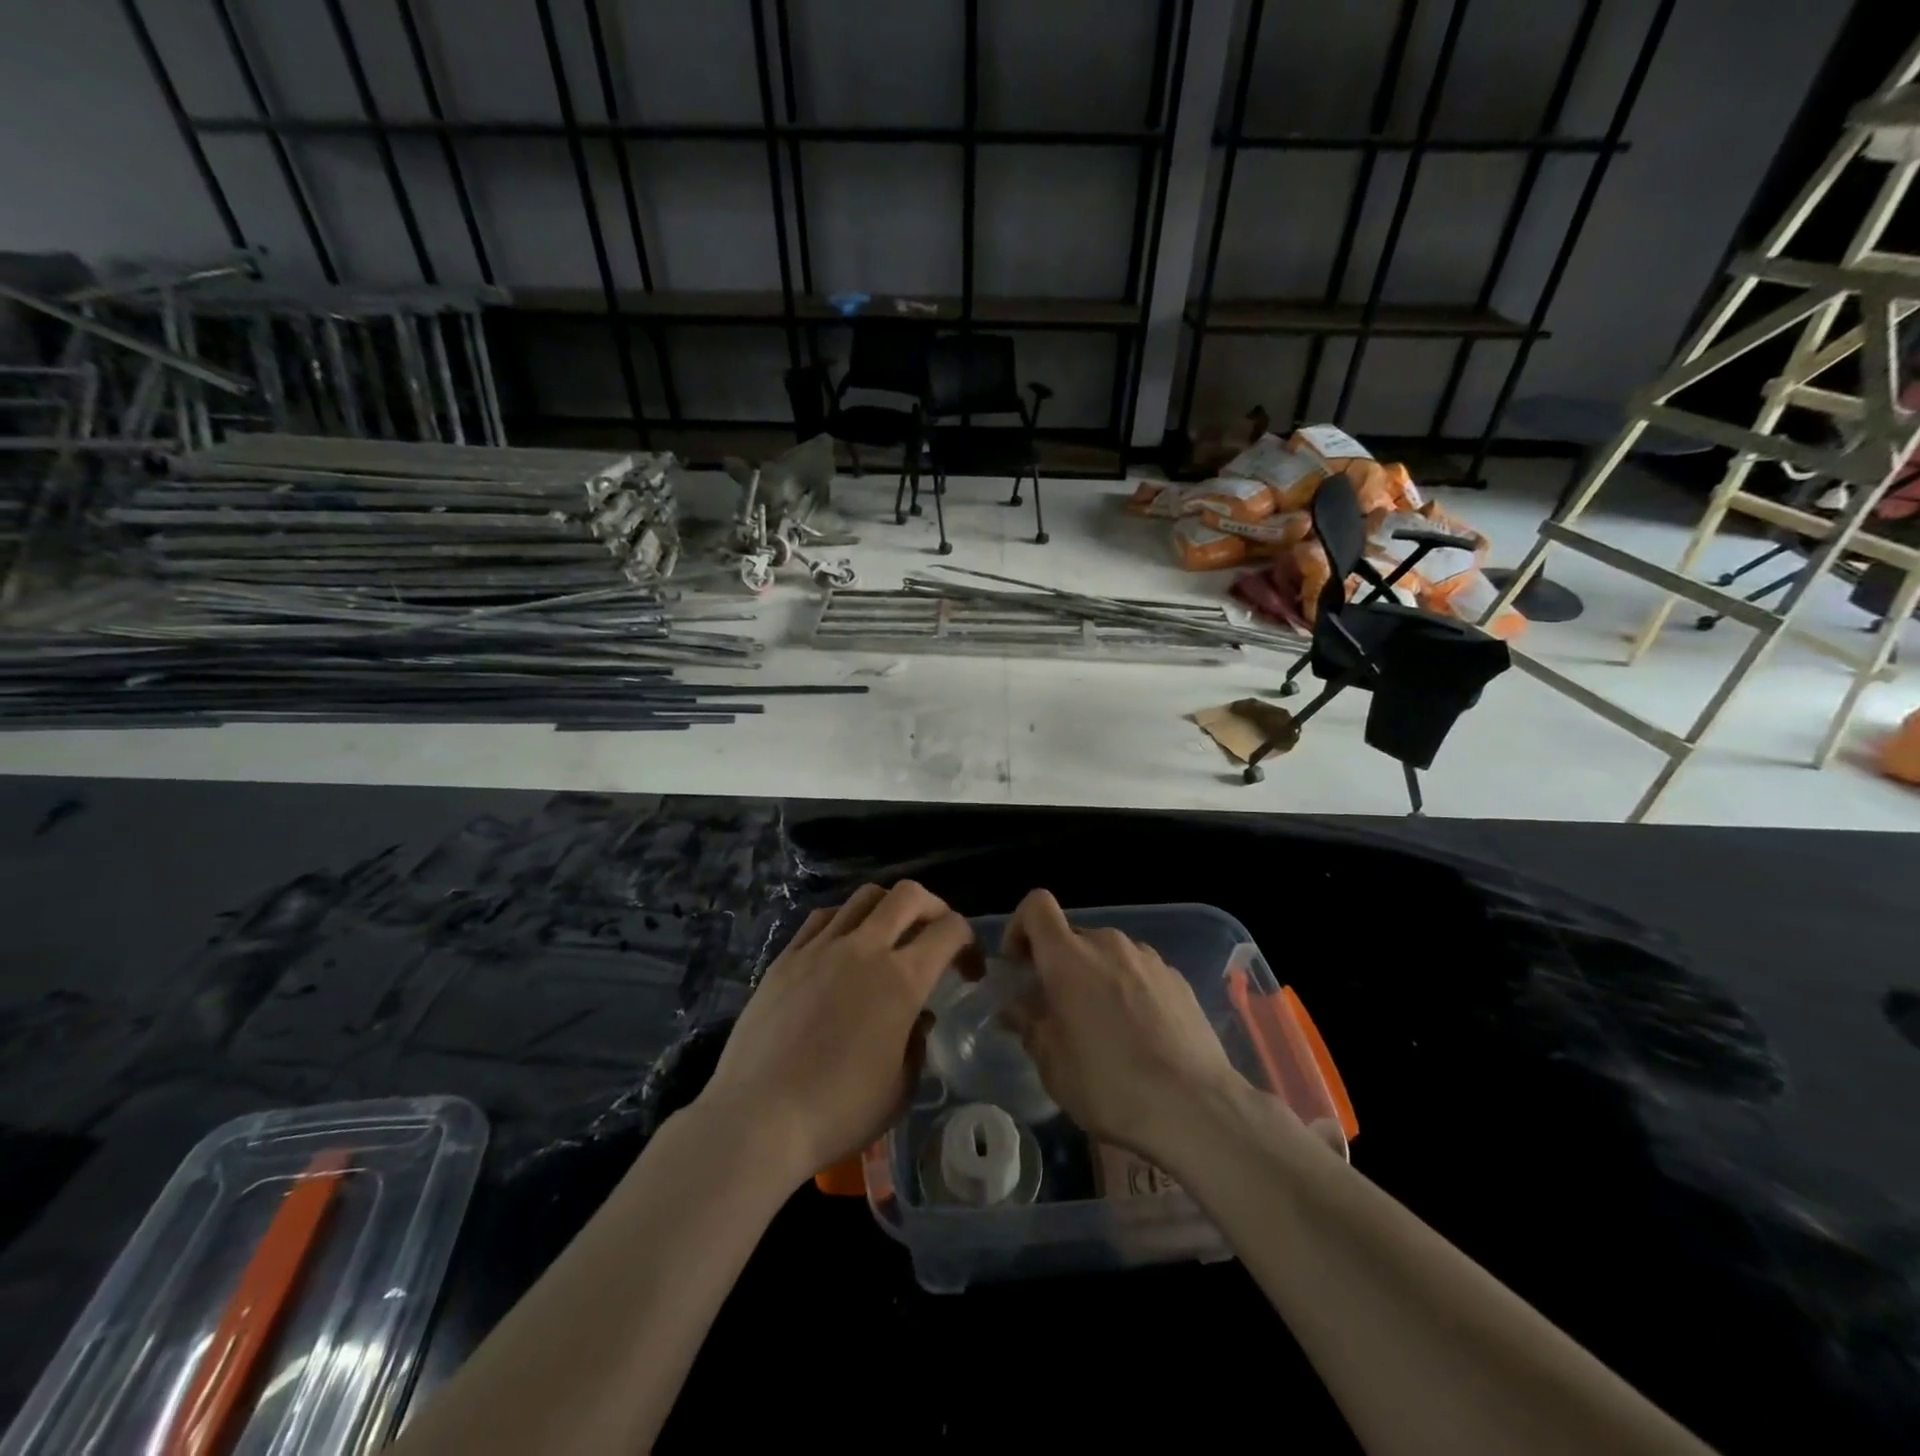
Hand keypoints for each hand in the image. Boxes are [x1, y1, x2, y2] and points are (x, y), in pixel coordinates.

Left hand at [696, 882, 972, 1187]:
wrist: (758, 1118)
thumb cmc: (838, 1112)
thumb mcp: (899, 1089)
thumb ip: (917, 1044)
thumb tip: (918, 1018)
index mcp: (902, 980)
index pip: (950, 930)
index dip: (969, 943)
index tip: (968, 972)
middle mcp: (865, 949)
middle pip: (909, 895)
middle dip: (934, 908)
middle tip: (935, 937)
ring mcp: (821, 947)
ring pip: (864, 897)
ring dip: (888, 908)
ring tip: (889, 938)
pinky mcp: (787, 957)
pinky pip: (823, 918)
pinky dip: (845, 920)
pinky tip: (844, 947)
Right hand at [1002, 889, 1247, 1163]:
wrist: (1195, 1107)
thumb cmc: (1109, 1085)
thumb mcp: (1052, 1064)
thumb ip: (1030, 1025)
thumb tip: (1018, 1008)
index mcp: (1068, 957)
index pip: (1037, 906)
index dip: (1020, 927)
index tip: (1019, 966)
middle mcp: (1108, 944)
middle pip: (1072, 937)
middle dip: (1059, 965)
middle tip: (1058, 1011)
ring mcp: (1148, 959)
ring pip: (1107, 955)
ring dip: (1095, 978)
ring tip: (1103, 1027)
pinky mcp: (1178, 979)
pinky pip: (1139, 972)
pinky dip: (1128, 990)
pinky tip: (1139, 1035)